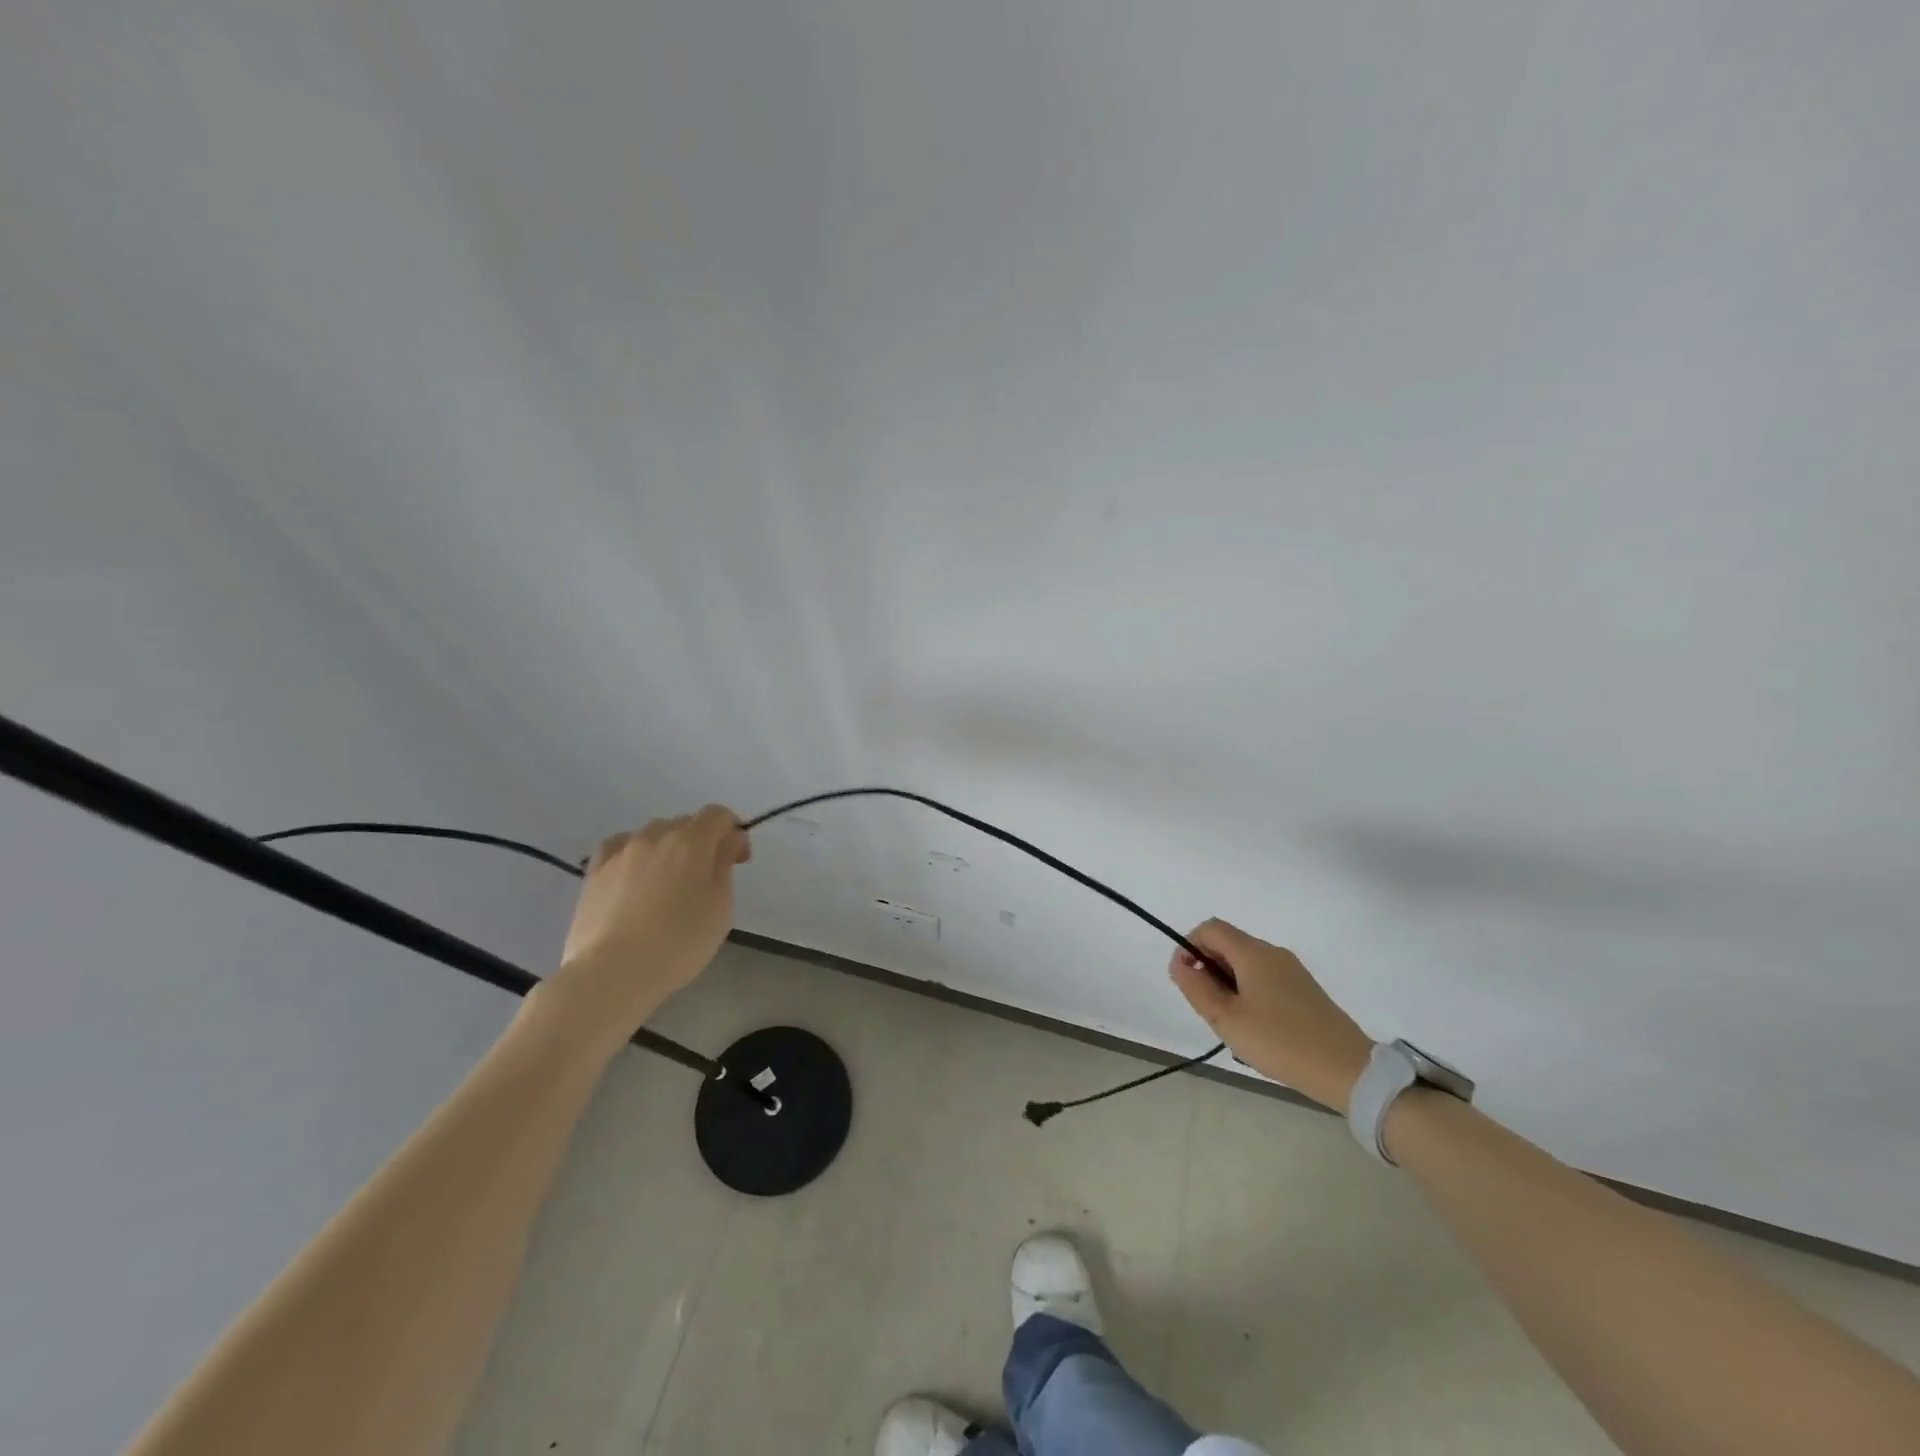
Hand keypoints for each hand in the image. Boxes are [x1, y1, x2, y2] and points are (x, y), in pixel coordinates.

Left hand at [548, 806, 750, 1033]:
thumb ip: (725, 866)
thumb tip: (728, 841)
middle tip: (706, 879)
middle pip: (685, 823)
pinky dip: (633, 854)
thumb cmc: (678, 942)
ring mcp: (621, 852)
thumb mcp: (720, 907)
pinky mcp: (594, 872)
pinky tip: (634, 876)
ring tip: (667, 884)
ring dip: (668, 849)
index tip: (738, 861)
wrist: (612, 973)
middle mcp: (655, 836)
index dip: (733, 831)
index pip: (718, 815)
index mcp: (691, 841)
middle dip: (702, 842)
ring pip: (652, 835)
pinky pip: (620, 848)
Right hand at [1169, 919, 1373, 1113]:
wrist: (1347, 1070)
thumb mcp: (1227, 1020)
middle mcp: (1273, 953)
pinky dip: (1248, 991)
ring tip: (1231, 1021)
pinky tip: (1255, 1026)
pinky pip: (1264, 977)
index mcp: (1253, 953)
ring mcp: (1292, 970)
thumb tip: (1180, 964)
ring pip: (1246, 963)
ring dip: (1227, 982)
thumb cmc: (1280, 1042)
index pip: (1210, 928)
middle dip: (1208, 968)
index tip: (1186, 980)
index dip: (1188, 946)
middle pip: (1228, 943)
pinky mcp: (1304, 989)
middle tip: (1208, 1007)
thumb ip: (1197, 988)